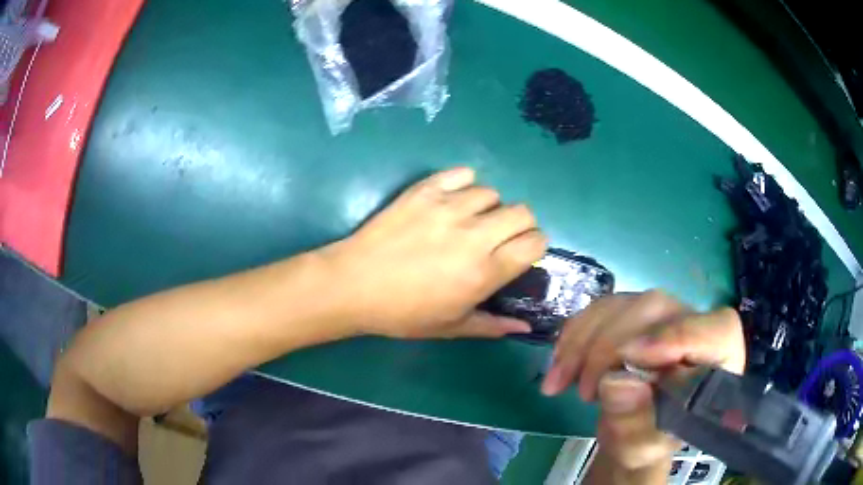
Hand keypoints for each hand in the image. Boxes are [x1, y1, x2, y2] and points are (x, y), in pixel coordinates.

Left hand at [323, 167, 547, 338]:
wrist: (355, 285)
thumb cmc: (403, 312)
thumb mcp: (450, 327)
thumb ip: (492, 326)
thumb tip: (525, 328)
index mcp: (484, 271)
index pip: (535, 243)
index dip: (535, 246)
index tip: (522, 252)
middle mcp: (474, 235)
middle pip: (522, 212)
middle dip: (520, 224)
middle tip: (500, 237)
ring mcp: (449, 208)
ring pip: (492, 193)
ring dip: (489, 207)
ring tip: (470, 220)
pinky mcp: (425, 191)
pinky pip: (461, 174)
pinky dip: (464, 184)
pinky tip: (453, 199)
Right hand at [543, 291, 744, 473]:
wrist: (634, 430)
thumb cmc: (649, 440)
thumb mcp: (642, 447)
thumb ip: (635, 423)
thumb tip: (615, 383)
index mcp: (719, 358)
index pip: (715, 330)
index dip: (680, 335)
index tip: (632, 359)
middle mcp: (695, 324)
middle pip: (657, 310)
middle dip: (611, 347)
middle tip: (586, 392)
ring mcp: (663, 313)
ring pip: (623, 304)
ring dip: (583, 342)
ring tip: (561, 383)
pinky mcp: (634, 312)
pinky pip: (599, 309)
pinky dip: (573, 335)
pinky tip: (560, 365)